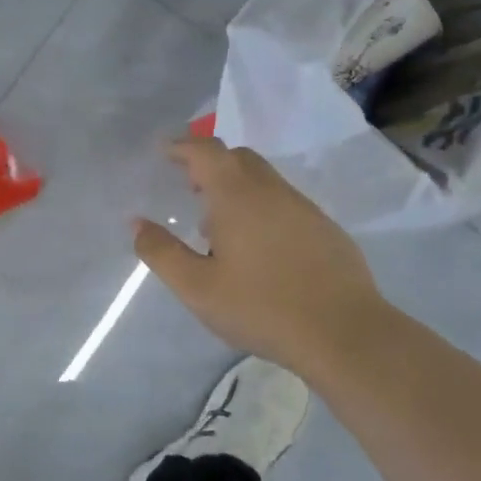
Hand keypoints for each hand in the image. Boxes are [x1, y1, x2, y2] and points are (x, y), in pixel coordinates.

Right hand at [134, 137, 386, 377]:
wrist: (344, 333)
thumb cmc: (262, 307)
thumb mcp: (197, 287)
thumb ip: (162, 252)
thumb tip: (137, 223)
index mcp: (237, 196)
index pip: (206, 151)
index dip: (182, 146)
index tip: (164, 152)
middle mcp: (271, 190)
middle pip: (237, 158)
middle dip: (209, 163)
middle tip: (188, 186)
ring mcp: (303, 207)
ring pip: (263, 179)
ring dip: (236, 187)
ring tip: (218, 226)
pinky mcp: (325, 228)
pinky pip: (284, 202)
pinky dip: (261, 206)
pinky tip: (258, 248)